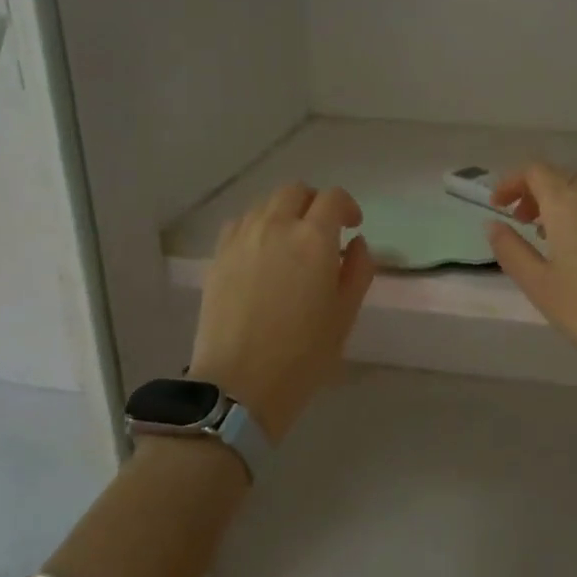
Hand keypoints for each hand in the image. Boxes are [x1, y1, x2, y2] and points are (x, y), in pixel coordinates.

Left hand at [188, 184, 375, 441]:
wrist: (239, 385)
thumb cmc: (303, 355)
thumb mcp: (345, 315)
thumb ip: (358, 270)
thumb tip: (356, 244)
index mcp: (313, 239)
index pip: (333, 198)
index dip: (348, 207)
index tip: (352, 228)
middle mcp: (276, 226)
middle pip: (295, 191)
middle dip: (314, 204)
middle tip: (322, 232)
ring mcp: (242, 239)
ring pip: (265, 205)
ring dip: (284, 214)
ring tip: (290, 244)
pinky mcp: (218, 257)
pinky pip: (240, 224)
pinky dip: (256, 227)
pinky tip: (261, 254)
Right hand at [486, 163, 576, 353]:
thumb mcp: (538, 284)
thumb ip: (510, 250)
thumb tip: (493, 225)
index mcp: (568, 202)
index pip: (535, 171)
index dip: (512, 182)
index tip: (498, 205)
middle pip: (562, 177)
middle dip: (537, 192)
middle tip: (522, 221)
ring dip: (564, 204)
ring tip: (552, 237)